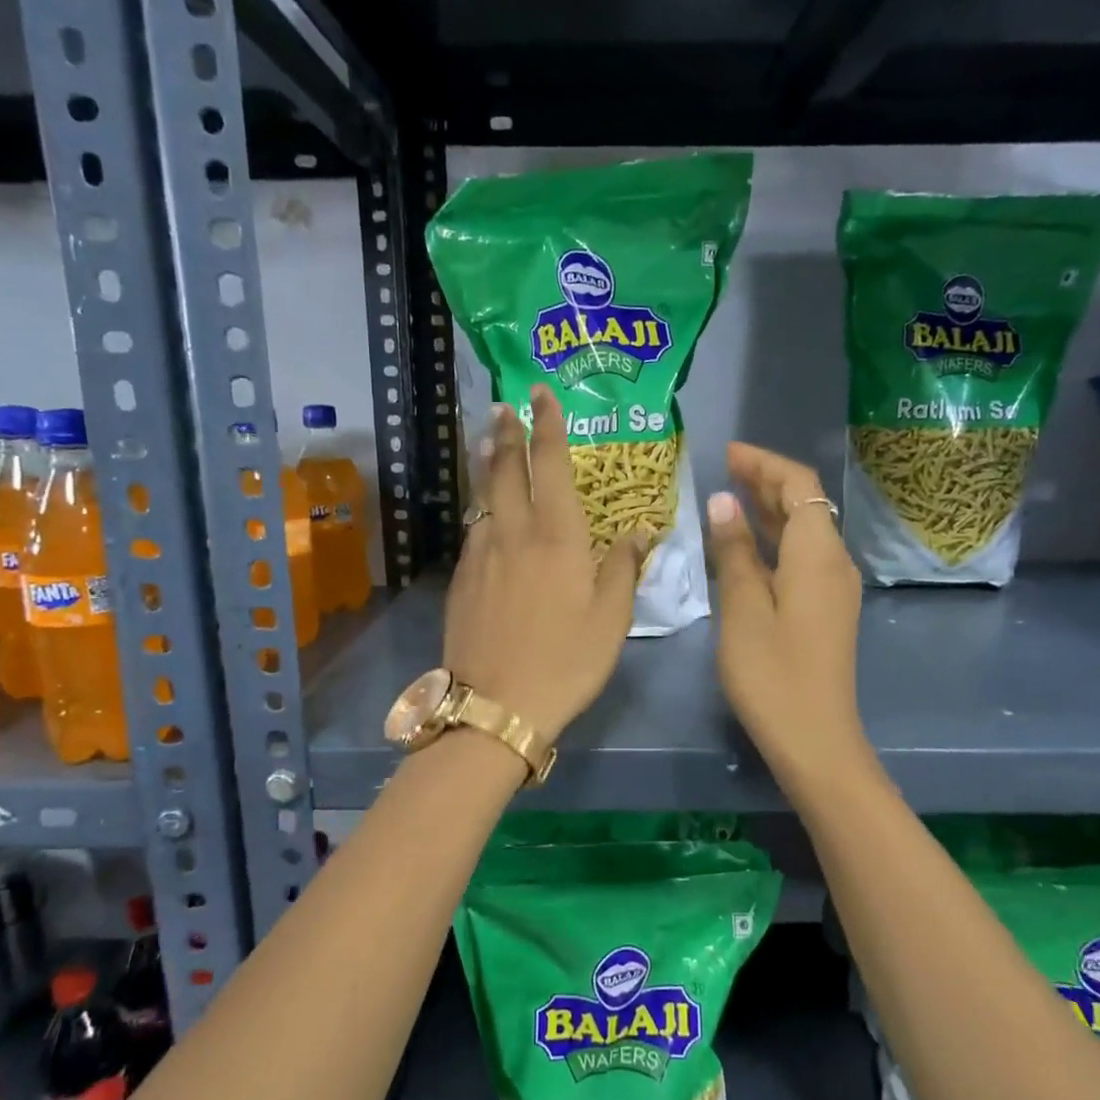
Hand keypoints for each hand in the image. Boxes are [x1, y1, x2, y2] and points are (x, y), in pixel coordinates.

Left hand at [443, 387, 644, 744]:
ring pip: (484, 497)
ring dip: (488, 466)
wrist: (495, 705)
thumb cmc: (565, 662)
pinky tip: (486, 514)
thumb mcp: (611, 620)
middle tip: (504, 406)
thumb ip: (624, 568)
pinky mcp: (461, 579)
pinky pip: (475, 530)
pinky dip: (482, 509)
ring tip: (489, 445)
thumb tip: (638, 531)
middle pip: (506, 469)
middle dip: (506, 432)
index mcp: (557, 537)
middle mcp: (514, 533)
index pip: (551, 465)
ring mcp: (481, 555)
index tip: (541, 393)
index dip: (546, 425)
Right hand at [707, 442, 865, 777]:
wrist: (815, 738)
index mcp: (817, 553)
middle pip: (805, 504)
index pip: (798, 485)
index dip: (765, 463)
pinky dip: (773, 541)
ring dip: (769, 510)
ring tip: (728, 497)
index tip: (728, 453)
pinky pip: (800, 558)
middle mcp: (833, 562)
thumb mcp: (743, 607)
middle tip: (722, 469)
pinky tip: (744, 547)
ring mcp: (832, 588)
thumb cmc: (772, 672)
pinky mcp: (824, 610)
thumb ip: (734, 551)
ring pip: (803, 532)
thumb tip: (724, 501)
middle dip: (766, 482)